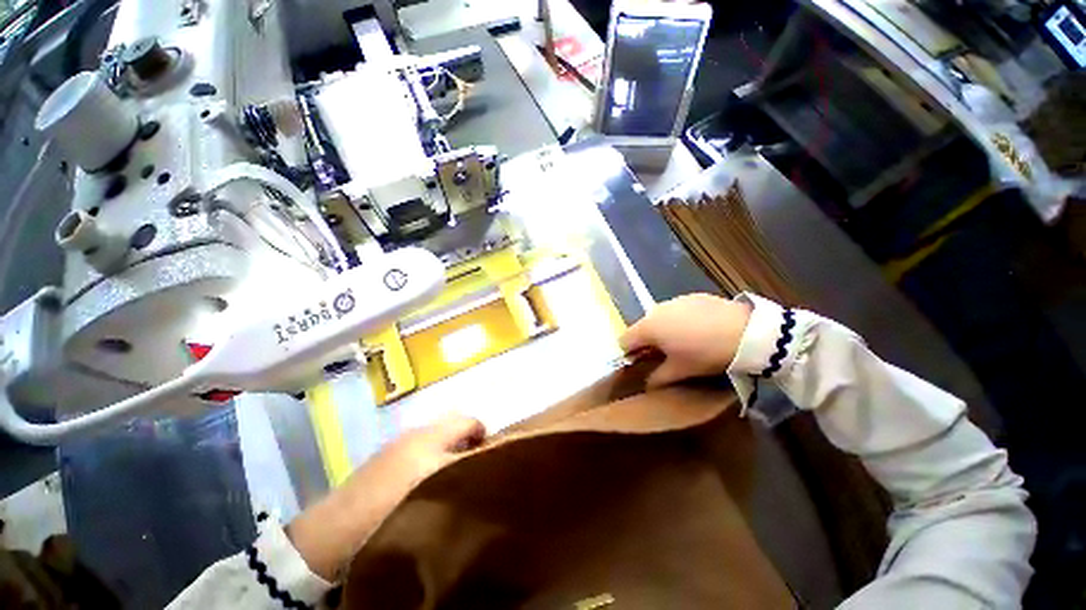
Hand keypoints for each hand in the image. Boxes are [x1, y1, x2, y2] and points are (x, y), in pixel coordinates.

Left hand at [288, 414, 484, 580]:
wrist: (336, 530)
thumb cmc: (396, 505)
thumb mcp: (440, 484)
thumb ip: (466, 466)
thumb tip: (489, 456)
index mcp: (433, 434)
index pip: (470, 421)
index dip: (485, 436)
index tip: (491, 459)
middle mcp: (417, 431)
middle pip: (453, 426)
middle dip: (467, 441)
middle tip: (472, 468)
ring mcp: (399, 443)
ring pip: (436, 438)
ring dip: (449, 450)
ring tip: (452, 477)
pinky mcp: (385, 457)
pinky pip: (419, 449)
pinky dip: (430, 458)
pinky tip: (425, 482)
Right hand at [620, 294, 751, 388]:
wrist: (746, 332)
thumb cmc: (705, 353)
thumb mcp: (681, 371)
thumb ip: (658, 378)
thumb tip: (647, 385)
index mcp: (648, 327)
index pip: (624, 340)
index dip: (629, 353)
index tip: (642, 363)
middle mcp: (656, 310)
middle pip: (642, 327)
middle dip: (648, 341)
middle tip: (665, 355)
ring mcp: (675, 300)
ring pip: (660, 317)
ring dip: (664, 330)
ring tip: (684, 342)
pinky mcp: (693, 296)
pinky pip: (678, 310)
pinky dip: (681, 320)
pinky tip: (700, 330)